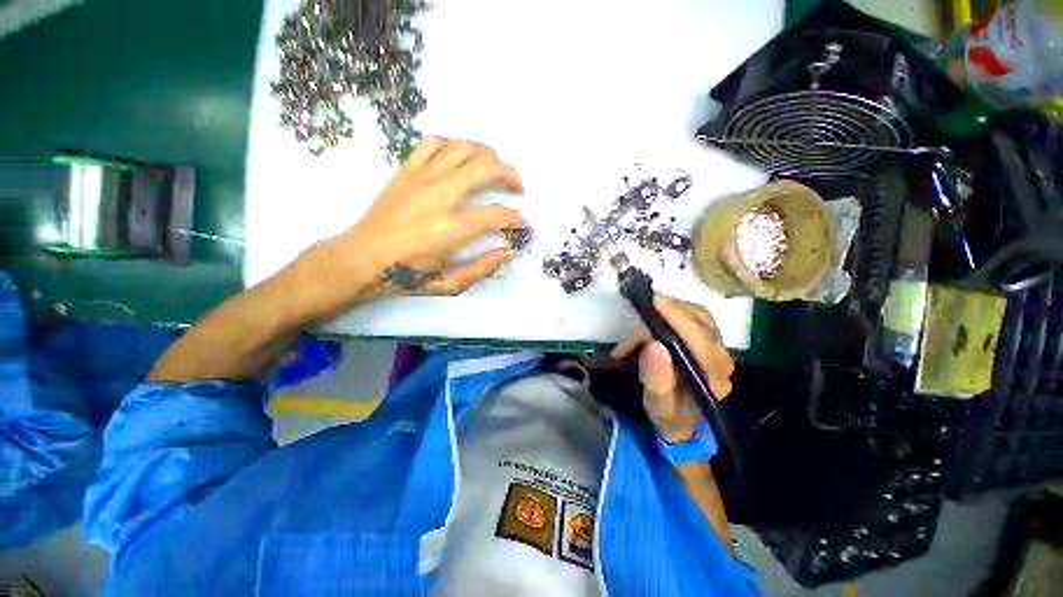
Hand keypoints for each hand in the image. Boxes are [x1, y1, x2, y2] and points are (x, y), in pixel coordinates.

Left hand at [296, 137, 525, 317]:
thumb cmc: (406, 275)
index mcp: (452, 228)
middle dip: (511, 175)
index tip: (521, 224)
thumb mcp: (450, 283)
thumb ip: (484, 267)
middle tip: (517, 188)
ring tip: (494, 168)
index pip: (497, 215)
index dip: (516, 219)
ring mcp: (421, 178)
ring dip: (487, 155)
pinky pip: (433, 143)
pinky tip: (459, 159)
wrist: (360, 258)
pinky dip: (453, 145)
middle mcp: (440, 196)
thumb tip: (510, 250)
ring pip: (463, 148)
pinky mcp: (406, 170)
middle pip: (486, 167)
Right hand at [610, 295, 734, 442]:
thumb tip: (653, 345)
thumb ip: (657, 380)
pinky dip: (672, 312)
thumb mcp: (658, 405)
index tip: (652, 301)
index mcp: (712, 376)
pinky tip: (655, 318)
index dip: (676, 317)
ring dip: (669, 310)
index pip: (699, 338)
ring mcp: (718, 348)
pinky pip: (694, 317)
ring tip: (644, 314)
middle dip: (667, 311)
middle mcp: (722, 358)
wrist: (683, 423)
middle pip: (700, 321)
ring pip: (698, 315)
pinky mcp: (709, 342)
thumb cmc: (669, 415)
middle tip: (639, 309)